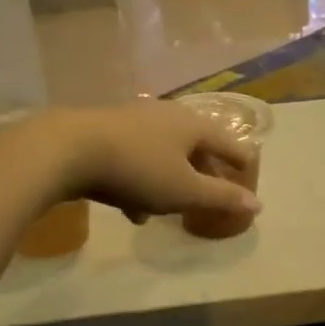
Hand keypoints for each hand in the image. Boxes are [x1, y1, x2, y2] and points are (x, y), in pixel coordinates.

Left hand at [41, 102, 261, 222]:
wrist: (67, 150)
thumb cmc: (138, 169)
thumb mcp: (185, 190)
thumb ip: (221, 197)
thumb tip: (257, 205)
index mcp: (191, 125)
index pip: (226, 141)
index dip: (240, 159)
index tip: (249, 172)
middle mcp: (165, 115)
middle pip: (193, 145)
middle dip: (202, 171)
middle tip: (211, 191)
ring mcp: (132, 122)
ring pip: (162, 154)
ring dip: (168, 181)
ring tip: (169, 210)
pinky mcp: (104, 133)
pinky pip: (134, 159)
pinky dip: (141, 182)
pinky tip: (133, 210)